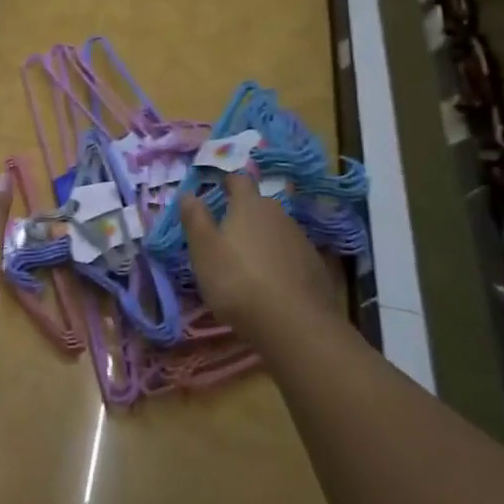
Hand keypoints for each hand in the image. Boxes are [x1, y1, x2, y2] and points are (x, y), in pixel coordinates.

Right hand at [179, 173, 339, 334]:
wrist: (294, 324)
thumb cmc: (238, 281)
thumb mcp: (204, 250)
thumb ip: (195, 218)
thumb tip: (189, 193)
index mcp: (249, 205)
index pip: (239, 179)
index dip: (227, 182)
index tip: (218, 189)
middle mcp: (278, 213)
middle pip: (260, 204)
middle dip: (245, 213)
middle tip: (228, 232)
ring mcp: (300, 239)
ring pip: (277, 229)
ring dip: (263, 238)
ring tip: (249, 261)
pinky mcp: (315, 265)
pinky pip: (291, 253)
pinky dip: (280, 260)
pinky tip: (272, 281)